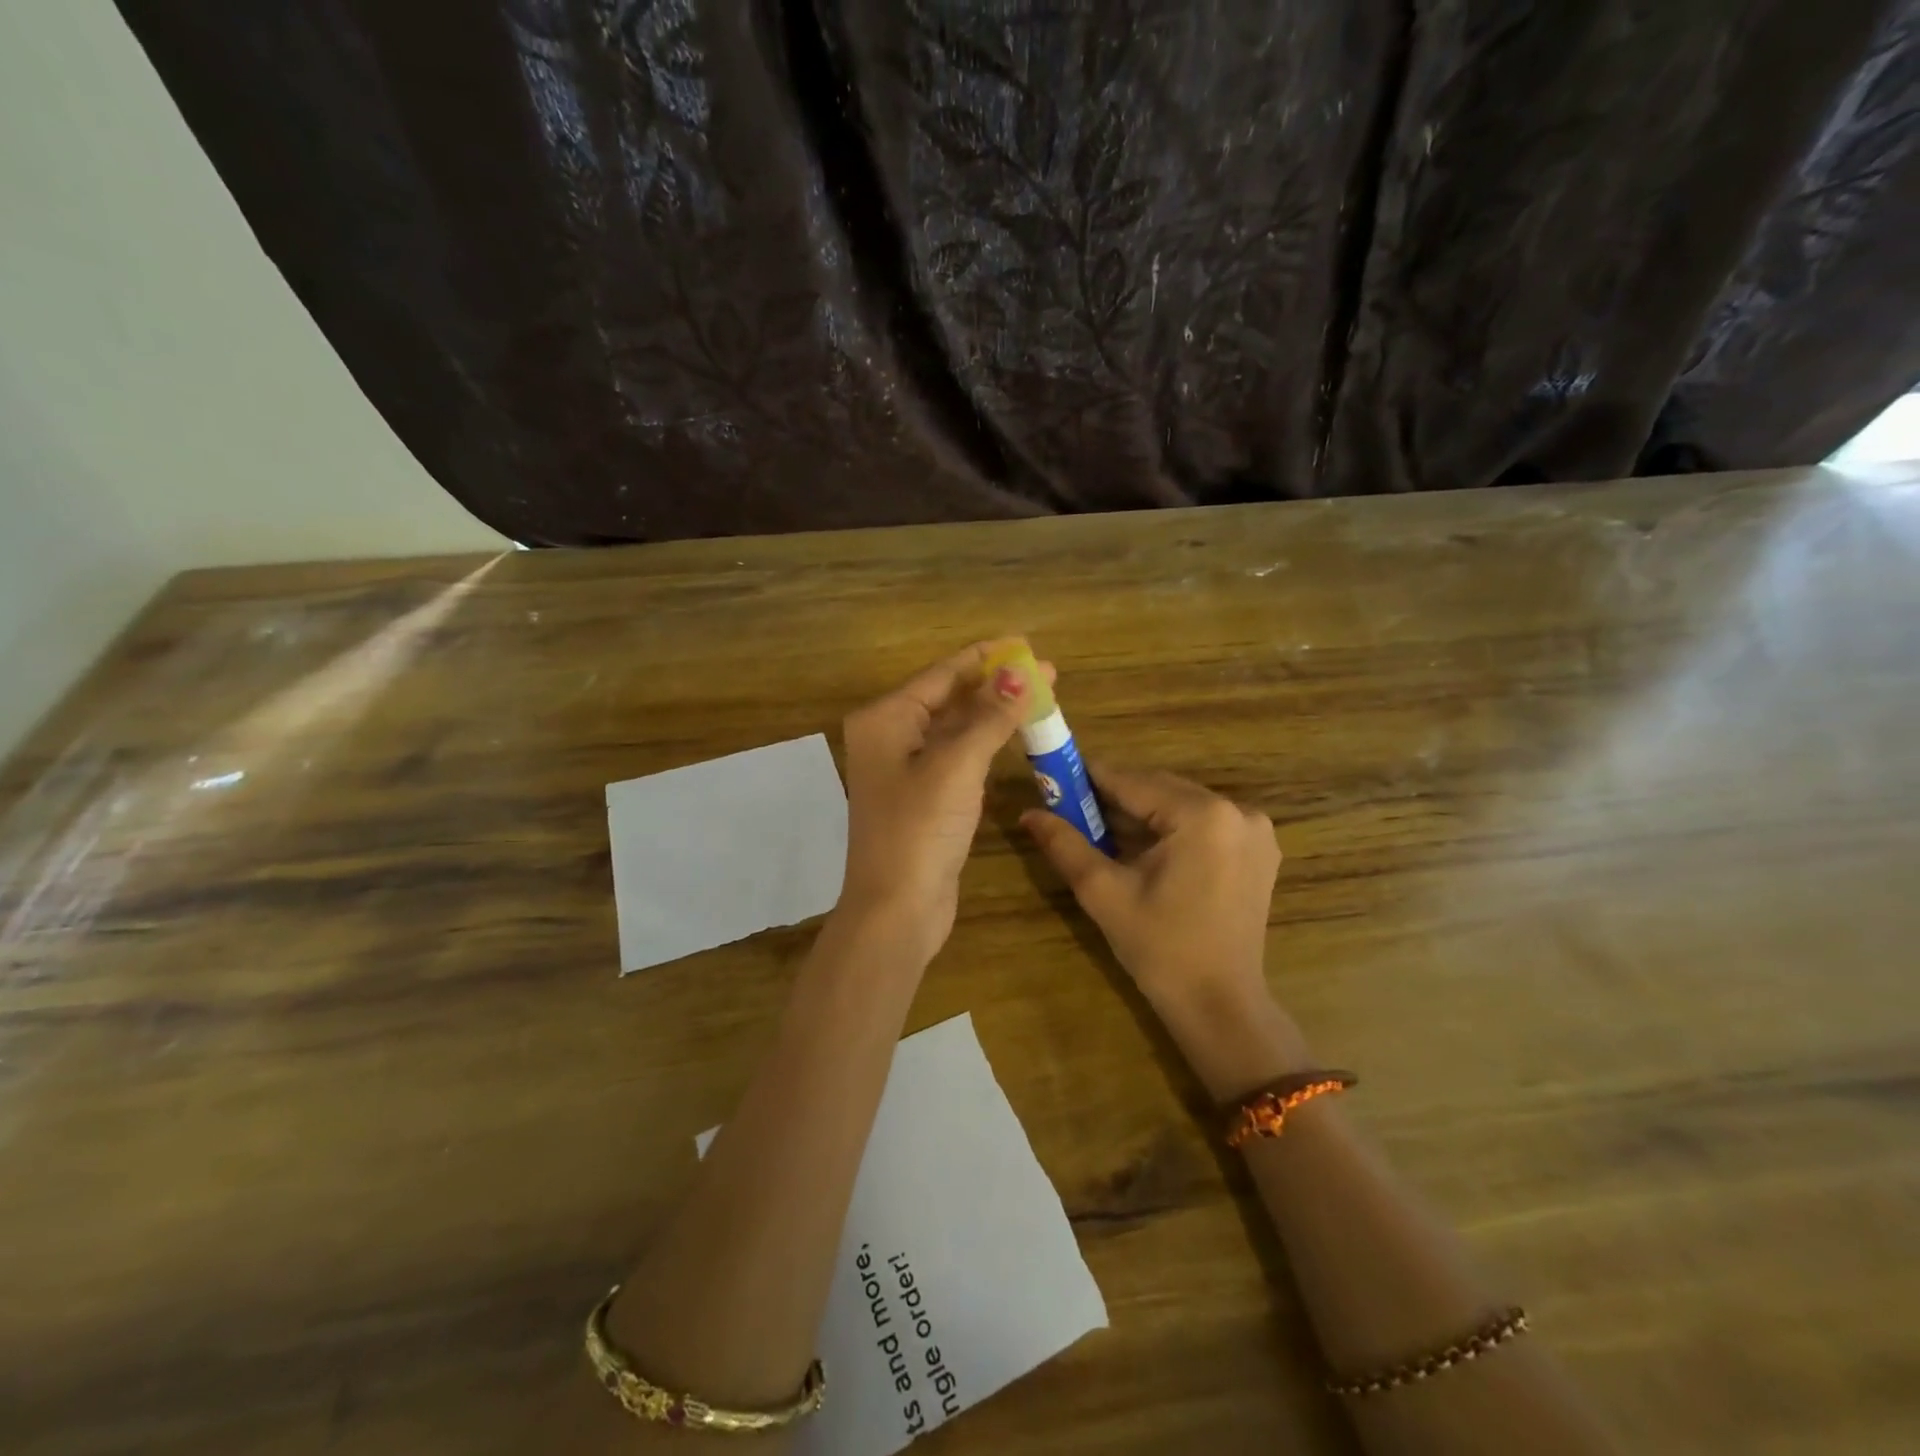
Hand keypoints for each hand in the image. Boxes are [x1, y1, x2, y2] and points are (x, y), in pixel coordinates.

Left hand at [836, 644, 1049, 964]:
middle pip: (949, 698)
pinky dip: (986, 746)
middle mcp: (891, 738)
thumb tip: (1023, 673)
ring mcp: (906, 771)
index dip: (987, 657)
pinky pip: (959, 759)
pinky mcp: (924, 799)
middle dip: (996, 686)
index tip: (1027, 643)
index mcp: (886, 719)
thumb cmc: (920, 830)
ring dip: (994, 715)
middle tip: (1047, 673)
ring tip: (1040, 699)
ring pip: (956, 730)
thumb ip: (990, 717)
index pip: (942, 674)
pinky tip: (1014, 738)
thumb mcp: (957, 766)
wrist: (896, 910)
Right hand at [1022, 766, 1309, 1096]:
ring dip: (1143, 814)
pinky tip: (1145, 852)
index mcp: (1203, 815)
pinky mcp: (1258, 851)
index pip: (1134, 782)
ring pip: (1182, 806)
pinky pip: (1204, 825)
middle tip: (1074, 809)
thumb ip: (1065, 844)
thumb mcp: (1104, 892)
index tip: (1057, 778)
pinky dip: (1172, 830)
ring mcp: (1255, 831)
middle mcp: (1237, 811)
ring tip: (1103, 832)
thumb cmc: (1159, 948)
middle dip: (1116, 798)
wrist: (1220, 1005)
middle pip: (1161, 790)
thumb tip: (1029, 813)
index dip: (1091, 779)